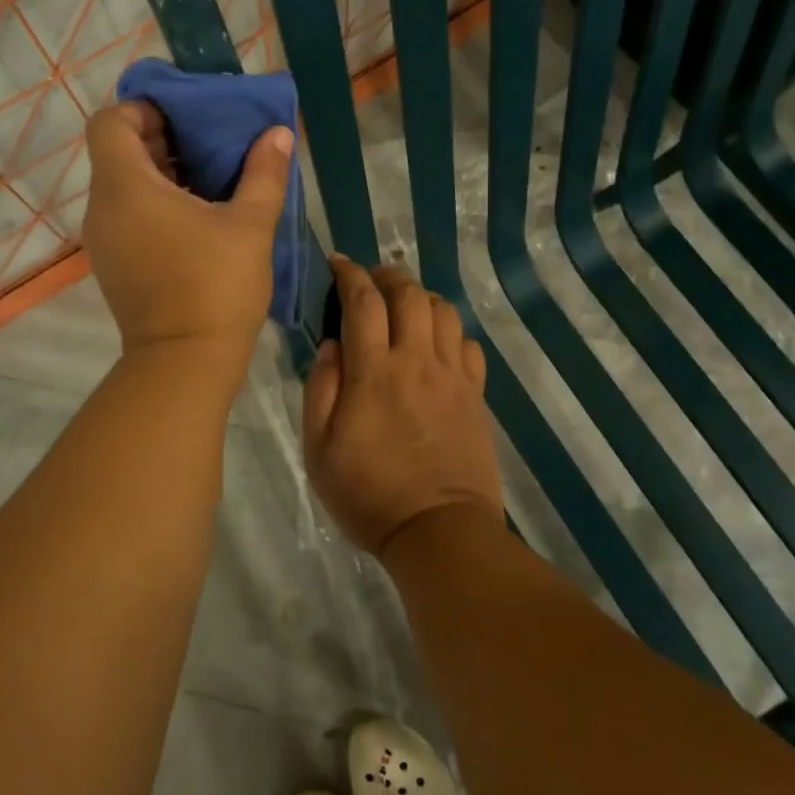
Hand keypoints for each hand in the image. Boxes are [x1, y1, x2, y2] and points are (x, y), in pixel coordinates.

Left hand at [81, 100, 292, 363]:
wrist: (185, 362)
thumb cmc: (216, 286)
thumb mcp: (250, 224)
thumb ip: (263, 172)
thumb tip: (277, 133)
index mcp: (126, 187)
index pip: (110, 122)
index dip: (143, 109)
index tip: (185, 118)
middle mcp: (102, 208)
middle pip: (116, 151)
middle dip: (160, 138)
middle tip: (208, 142)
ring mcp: (103, 240)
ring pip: (122, 184)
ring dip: (160, 171)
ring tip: (208, 177)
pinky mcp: (112, 264)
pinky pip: (126, 213)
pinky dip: (153, 202)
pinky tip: (196, 215)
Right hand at [302, 257, 503, 554]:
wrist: (439, 531)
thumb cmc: (368, 493)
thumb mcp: (319, 448)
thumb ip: (321, 389)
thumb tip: (331, 344)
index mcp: (373, 372)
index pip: (363, 301)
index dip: (349, 274)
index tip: (337, 263)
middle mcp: (416, 361)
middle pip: (409, 294)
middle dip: (387, 275)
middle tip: (371, 279)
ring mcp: (452, 376)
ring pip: (444, 311)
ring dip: (421, 297)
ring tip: (404, 305)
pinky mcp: (475, 395)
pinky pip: (469, 345)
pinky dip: (451, 332)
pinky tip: (437, 344)